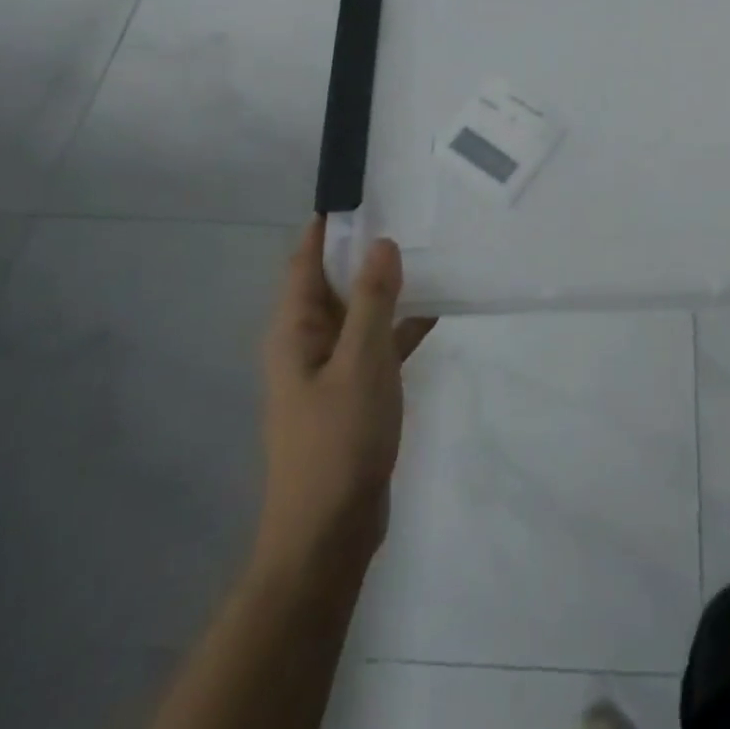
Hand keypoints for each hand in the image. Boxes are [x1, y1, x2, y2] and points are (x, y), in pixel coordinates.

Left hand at [255, 220, 435, 576]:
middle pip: (334, 283)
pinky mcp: (353, 395)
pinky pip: (376, 346)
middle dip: (365, 251)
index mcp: (294, 330)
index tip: (363, 193)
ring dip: (387, 289)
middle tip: (409, 216)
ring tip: (428, 255)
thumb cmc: (338, 441)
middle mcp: (306, 343)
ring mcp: (330, 371)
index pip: (304, 261)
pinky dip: (399, 328)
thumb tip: (381, 242)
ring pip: (359, 314)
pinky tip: (435, 314)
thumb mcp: (362, 361)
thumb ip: (374, 300)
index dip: (327, 226)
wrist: (328, 536)